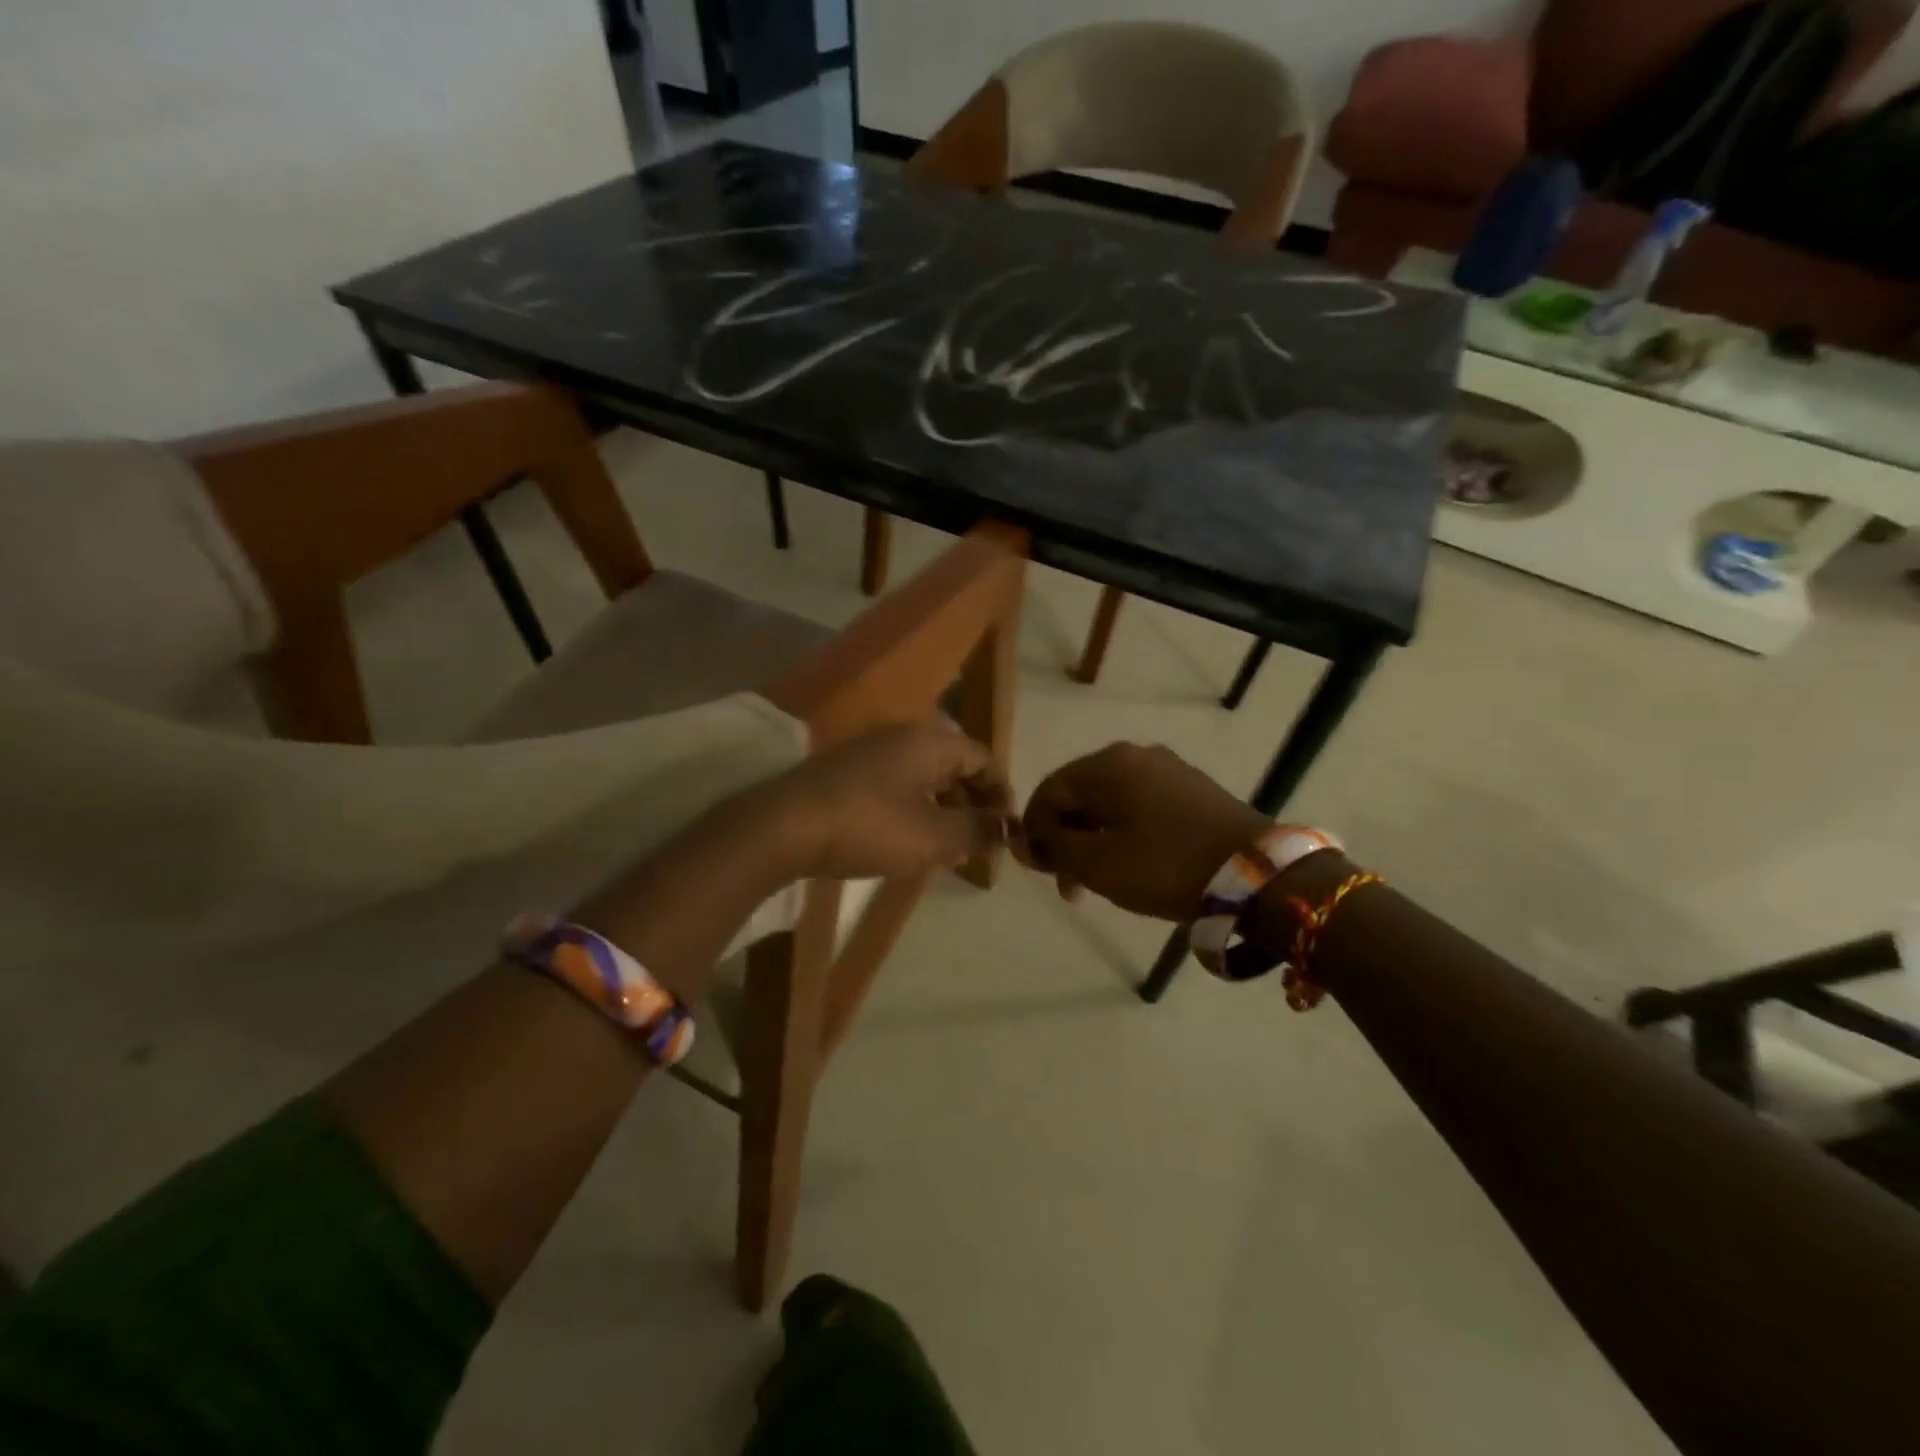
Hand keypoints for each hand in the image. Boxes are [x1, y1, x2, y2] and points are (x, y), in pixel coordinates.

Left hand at [755, 724, 1011, 880]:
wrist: (784, 826)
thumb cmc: (869, 827)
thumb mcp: (933, 836)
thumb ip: (977, 830)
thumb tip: (1009, 826)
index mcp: (932, 741)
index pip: (984, 758)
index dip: (1001, 794)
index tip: (1005, 832)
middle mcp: (905, 735)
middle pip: (956, 763)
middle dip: (973, 802)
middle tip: (978, 842)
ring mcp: (872, 750)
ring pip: (925, 774)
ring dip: (944, 806)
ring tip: (947, 846)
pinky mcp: (848, 770)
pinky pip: (898, 781)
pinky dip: (914, 806)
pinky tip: (907, 837)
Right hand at [1015, 743, 1266, 920]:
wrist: (1258, 875)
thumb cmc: (1165, 865)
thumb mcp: (1097, 864)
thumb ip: (1052, 848)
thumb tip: (1020, 838)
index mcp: (1107, 765)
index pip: (1049, 791)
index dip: (1034, 831)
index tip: (1039, 872)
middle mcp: (1135, 756)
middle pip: (1080, 796)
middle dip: (1066, 841)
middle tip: (1070, 888)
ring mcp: (1168, 770)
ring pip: (1111, 804)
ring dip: (1094, 842)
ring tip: (1099, 884)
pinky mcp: (1193, 790)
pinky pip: (1141, 807)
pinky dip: (1125, 835)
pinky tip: (1133, 866)